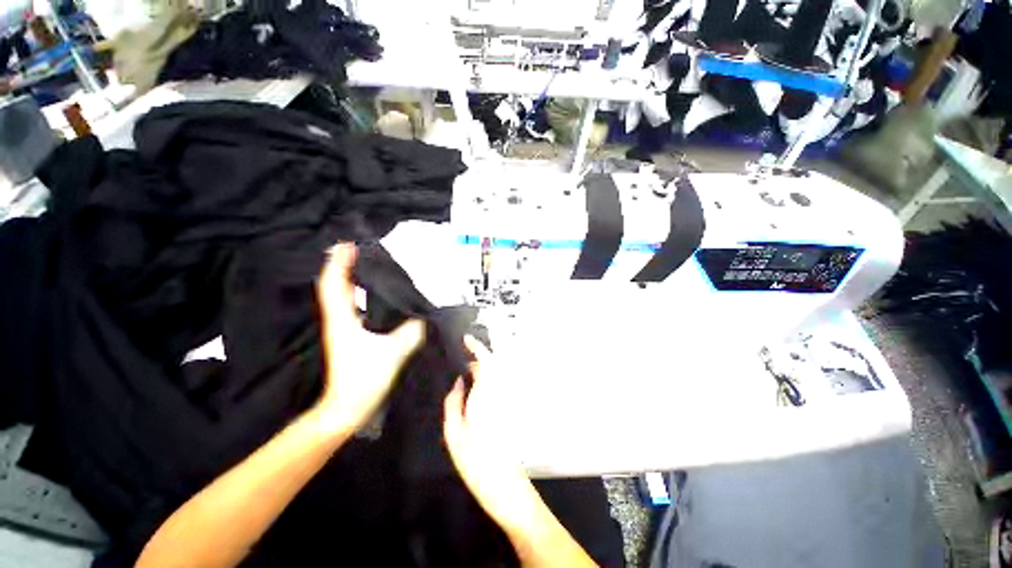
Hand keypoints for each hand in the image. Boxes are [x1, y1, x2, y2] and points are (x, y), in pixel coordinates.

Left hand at [315, 243, 424, 433]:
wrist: (347, 407)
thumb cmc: (365, 378)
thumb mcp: (394, 352)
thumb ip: (412, 332)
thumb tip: (423, 319)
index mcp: (343, 320)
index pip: (336, 284)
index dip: (340, 263)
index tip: (349, 245)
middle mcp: (338, 320)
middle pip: (334, 286)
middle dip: (341, 265)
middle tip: (357, 250)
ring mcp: (341, 329)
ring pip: (339, 296)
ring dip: (347, 278)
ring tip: (363, 266)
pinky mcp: (348, 337)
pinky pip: (349, 307)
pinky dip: (355, 294)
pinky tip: (370, 294)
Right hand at [443, 337, 535, 528]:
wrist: (504, 486)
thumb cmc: (476, 461)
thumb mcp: (453, 433)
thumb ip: (453, 403)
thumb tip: (457, 384)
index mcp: (485, 396)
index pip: (486, 361)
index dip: (477, 346)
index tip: (467, 339)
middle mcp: (499, 395)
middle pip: (490, 368)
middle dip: (476, 361)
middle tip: (459, 365)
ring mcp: (505, 403)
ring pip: (493, 378)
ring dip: (480, 373)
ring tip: (463, 379)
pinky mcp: (507, 411)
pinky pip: (495, 389)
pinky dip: (484, 385)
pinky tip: (473, 395)